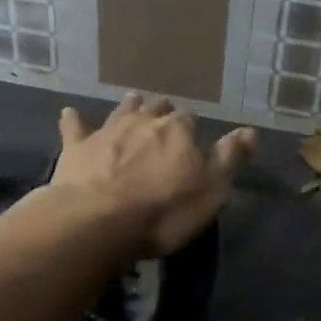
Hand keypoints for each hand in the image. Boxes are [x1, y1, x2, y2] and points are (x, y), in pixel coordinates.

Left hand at [52, 95, 255, 255]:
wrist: (99, 219)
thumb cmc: (164, 210)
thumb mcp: (211, 189)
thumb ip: (230, 157)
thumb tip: (251, 130)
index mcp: (178, 131)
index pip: (190, 120)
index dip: (192, 128)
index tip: (193, 136)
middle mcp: (143, 122)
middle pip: (157, 110)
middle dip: (162, 111)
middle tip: (165, 115)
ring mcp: (108, 132)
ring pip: (121, 111)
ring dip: (129, 106)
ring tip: (133, 100)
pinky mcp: (77, 148)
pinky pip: (75, 127)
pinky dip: (74, 120)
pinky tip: (69, 114)